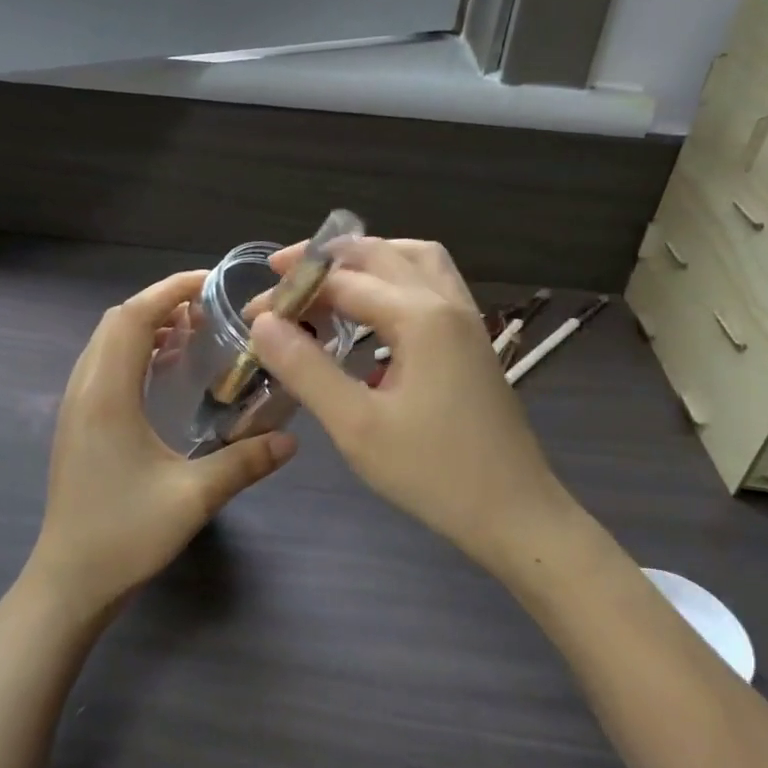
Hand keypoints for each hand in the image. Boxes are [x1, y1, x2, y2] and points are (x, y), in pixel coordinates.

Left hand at [27, 270, 296, 622]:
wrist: (69, 581)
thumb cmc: (124, 536)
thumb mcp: (192, 498)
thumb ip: (244, 462)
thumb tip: (291, 439)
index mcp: (107, 395)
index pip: (133, 317)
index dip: (169, 290)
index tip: (211, 283)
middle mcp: (84, 390)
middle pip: (116, 322)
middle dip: (161, 303)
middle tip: (210, 310)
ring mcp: (76, 407)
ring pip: (107, 343)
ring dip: (146, 327)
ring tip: (193, 333)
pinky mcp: (78, 424)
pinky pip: (104, 367)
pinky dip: (134, 352)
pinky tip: (166, 372)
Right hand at [250, 239, 575, 578]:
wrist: (515, 512)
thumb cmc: (433, 473)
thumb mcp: (356, 426)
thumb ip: (306, 369)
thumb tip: (264, 322)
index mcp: (420, 317)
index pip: (341, 283)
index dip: (292, 292)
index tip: (252, 312)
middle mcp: (446, 303)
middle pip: (380, 254)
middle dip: (326, 258)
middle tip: (282, 275)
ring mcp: (466, 319)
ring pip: (415, 259)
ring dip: (369, 258)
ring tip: (329, 279)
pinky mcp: (473, 340)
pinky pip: (432, 283)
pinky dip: (396, 278)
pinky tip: (375, 312)